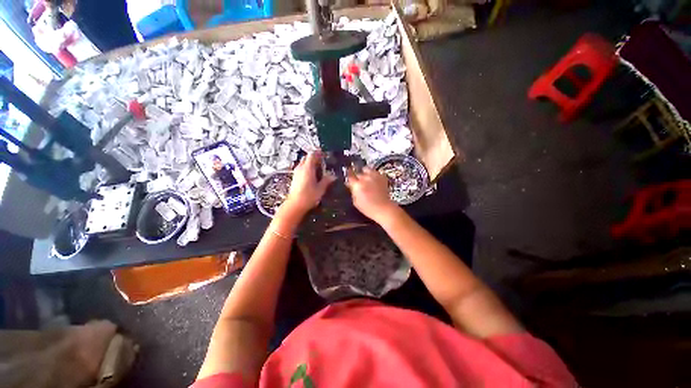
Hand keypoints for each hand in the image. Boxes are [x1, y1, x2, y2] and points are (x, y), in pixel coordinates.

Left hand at [282, 151, 335, 214]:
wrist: (295, 205)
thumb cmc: (308, 196)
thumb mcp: (321, 188)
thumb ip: (327, 180)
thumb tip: (333, 176)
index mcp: (308, 168)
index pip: (312, 154)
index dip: (319, 153)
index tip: (324, 154)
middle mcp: (301, 168)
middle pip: (307, 157)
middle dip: (315, 157)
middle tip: (323, 162)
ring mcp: (296, 173)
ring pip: (303, 163)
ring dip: (311, 163)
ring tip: (319, 169)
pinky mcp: (295, 178)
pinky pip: (301, 169)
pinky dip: (307, 169)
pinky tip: (313, 176)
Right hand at [345, 166, 399, 223]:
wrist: (383, 208)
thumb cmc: (368, 207)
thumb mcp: (356, 201)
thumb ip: (352, 191)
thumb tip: (349, 184)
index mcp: (357, 185)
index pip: (350, 175)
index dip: (349, 176)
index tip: (349, 176)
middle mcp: (365, 178)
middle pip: (358, 173)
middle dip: (358, 178)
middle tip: (359, 183)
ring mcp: (374, 176)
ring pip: (366, 169)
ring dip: (365, 174)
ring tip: (367, 180)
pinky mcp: (382, 176)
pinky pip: (375, 172)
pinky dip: (373, 175)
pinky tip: (374, 181)